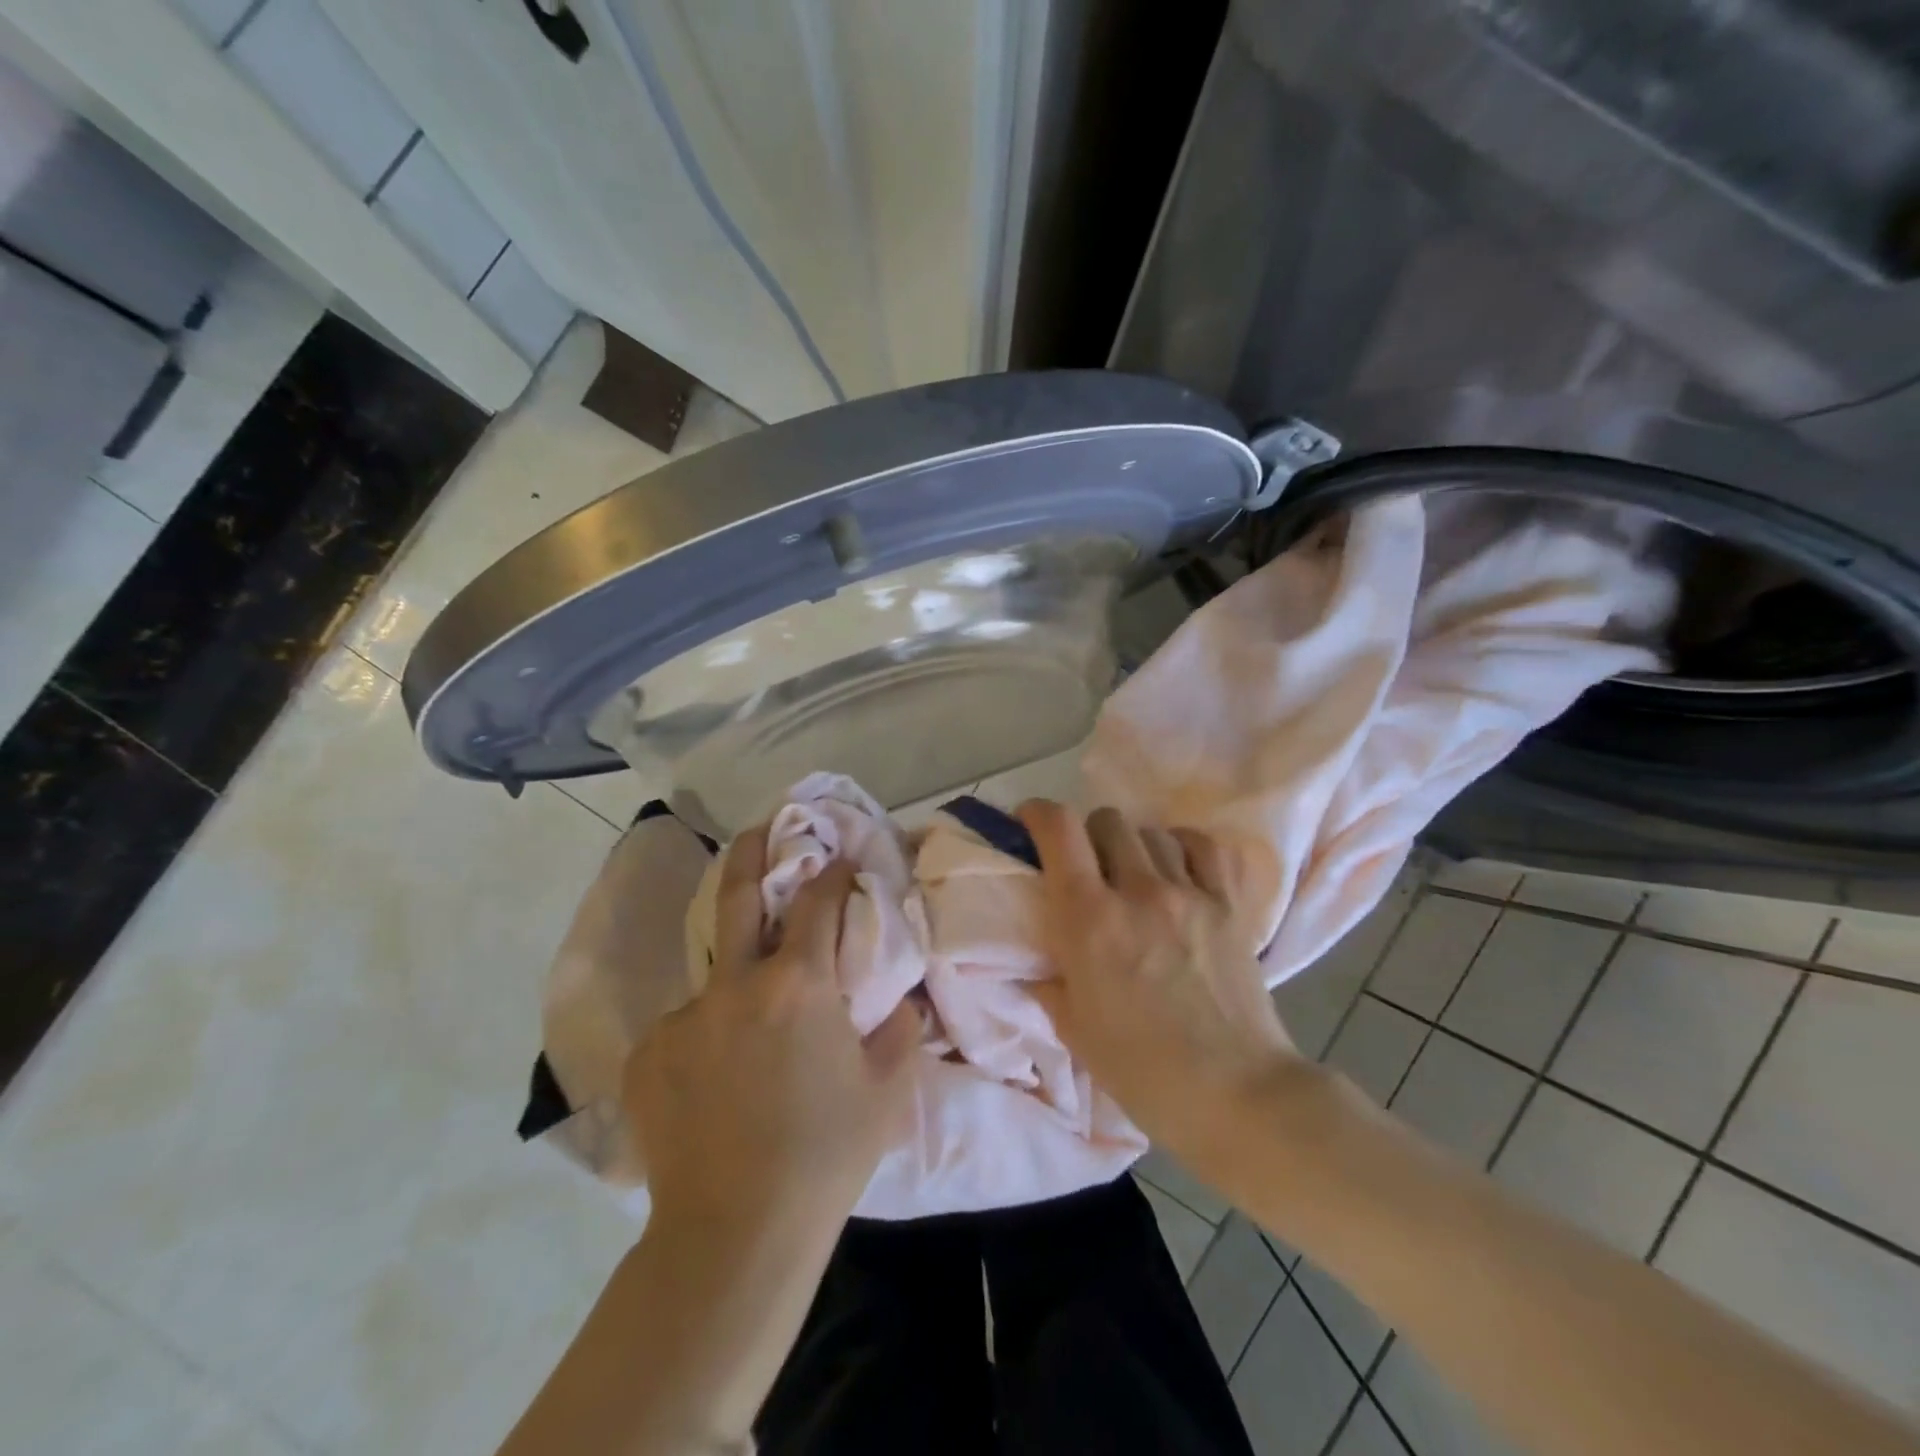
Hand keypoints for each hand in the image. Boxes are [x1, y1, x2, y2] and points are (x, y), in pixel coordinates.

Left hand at [622, 826, 919, 1245]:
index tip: (841, 862)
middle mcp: (736, 984)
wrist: (735, 1234)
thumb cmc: (825, 1155)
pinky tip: (716, 1078)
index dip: (833, 873)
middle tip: (761, 830)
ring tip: (749, 1013)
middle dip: (753, 852)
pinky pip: (684, 1025)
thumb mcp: (887, 1090)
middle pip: (738, 895)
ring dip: (735, 973)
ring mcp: (684, 1015)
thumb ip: (900, 1028)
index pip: (817, 902)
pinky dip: (707, 1034)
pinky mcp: (647, 1053)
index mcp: (798, 983)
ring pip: (712, 973)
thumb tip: (898, 997)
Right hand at [1019, 801, 1303, 1174]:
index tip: (1030, 823)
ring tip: (1134, 874)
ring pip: (1152, 831)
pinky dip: (1183, 848)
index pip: (1059, 830)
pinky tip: (1177, 870)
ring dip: (1133, 845)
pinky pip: (1204, 847)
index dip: (1038, 813)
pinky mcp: (1230, 905)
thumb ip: (1049, 982)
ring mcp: (1189, 894)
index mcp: (1089, 920)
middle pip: (1108, 820)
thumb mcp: (1075, 1029)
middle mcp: (1138, 891)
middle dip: (1088, 835)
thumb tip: (1036, 962)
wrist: (1237, 1095)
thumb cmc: (1144, 1072)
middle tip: (1086, 867)